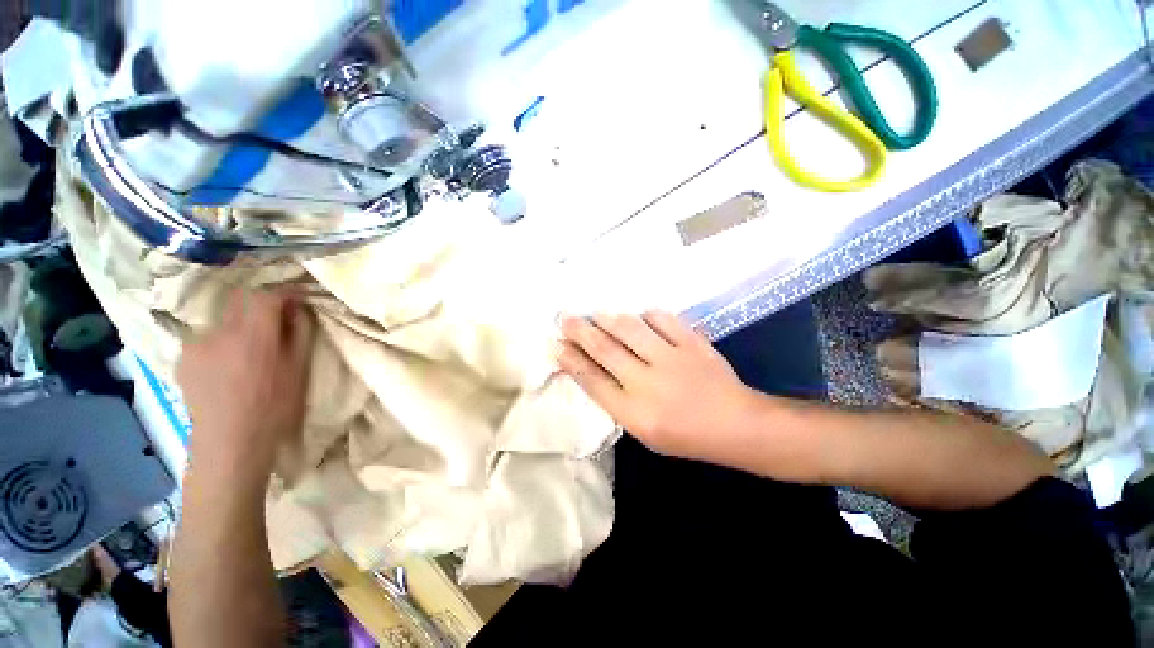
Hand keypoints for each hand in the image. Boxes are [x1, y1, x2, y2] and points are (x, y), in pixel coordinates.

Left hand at [176, 289, 314, 486]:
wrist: (230, 443)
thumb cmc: (275, 407)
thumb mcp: (299, 369)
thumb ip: (298, 333)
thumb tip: (297, 310)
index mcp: (254, 335)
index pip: (267, 296)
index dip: (285, 293)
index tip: (298, 299)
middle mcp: (220, 332)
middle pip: (241, 300)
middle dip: (261, 304)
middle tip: (276, 321)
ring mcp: (196, 344)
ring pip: (224, 320)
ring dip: (241, 325)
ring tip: (250, 350)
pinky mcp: (183, 358)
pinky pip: (207, 338)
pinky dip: (222, 342)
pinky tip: (228, 365)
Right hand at [557, 311, 756, 462]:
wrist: (736, 425)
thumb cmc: (685, 436)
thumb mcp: (643, 430)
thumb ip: (617, 401)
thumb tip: (592, 369)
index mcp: (634, 413)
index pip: (592, 380)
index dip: (571, 360)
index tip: (556, 345)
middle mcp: (648, 383)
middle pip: (604, 350)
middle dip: (580, 332)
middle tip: (564, 317)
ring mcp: (671, 359)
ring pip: (629, 329)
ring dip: (607, 319)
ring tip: (594, 313)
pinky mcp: (692, 344)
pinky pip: (662, 319)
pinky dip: (647, 315)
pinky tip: (639, 316)